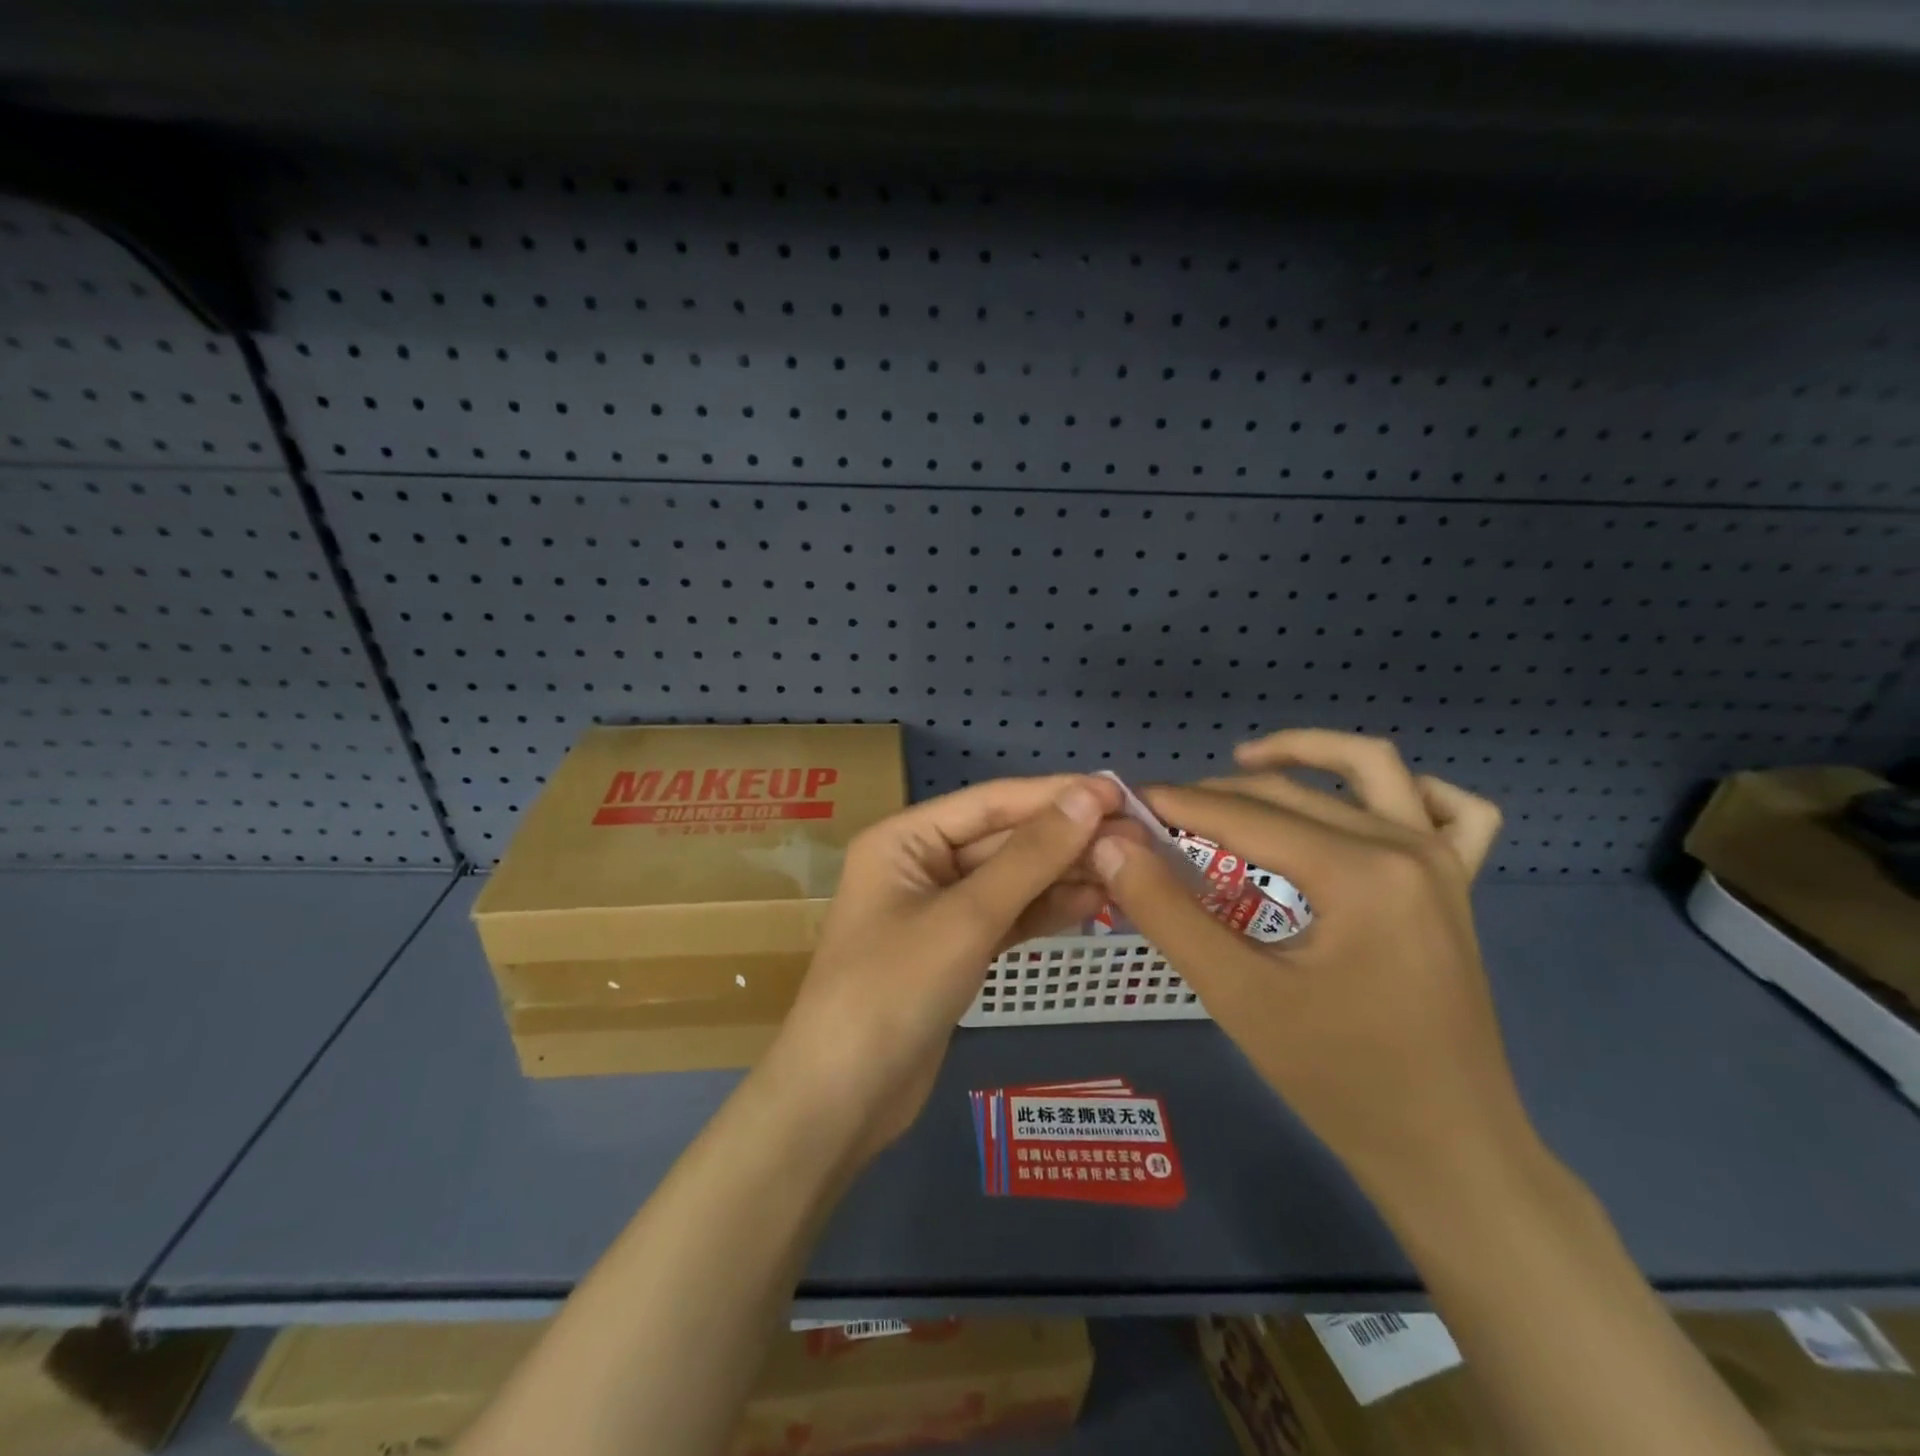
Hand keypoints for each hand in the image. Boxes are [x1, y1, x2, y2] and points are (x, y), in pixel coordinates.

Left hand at [762, 774, 1123, 1162]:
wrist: (844, 1099)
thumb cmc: (894, 991)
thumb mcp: (966, 918)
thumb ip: (1030, 857)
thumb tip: (1088, 797)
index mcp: (904, 838)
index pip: (991, 802)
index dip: (1055, 795)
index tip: (1119, 793)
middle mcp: (920, 864)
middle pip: (1003, 839)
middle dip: (1066, 838)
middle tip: (1137, 837)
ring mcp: (938, 909)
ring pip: (1011, 879)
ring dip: (1064, 873)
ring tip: (1126, 869)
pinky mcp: (956, 950)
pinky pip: (1008, 916)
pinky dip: (1046, 909)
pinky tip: (1094, 902)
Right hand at [1091, 730, 1524, 1207]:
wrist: (1447, 1152)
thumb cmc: (1338, 1079)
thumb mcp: (1236, 995)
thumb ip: (1167, 912)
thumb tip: (1112, 845)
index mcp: (1359, 871)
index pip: (1244, 815)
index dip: (1175, 803)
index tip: (1123, 803)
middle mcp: (1407, 846)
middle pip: (1291, 792)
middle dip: (1215, 793)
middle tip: (1157, 816)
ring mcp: (1444, 863)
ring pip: (1370, 771)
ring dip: (1305, 755)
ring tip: (1242, 764)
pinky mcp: (1458, 887)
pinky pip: (1450, 811)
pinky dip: (1403, 791)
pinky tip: (1359, 806)